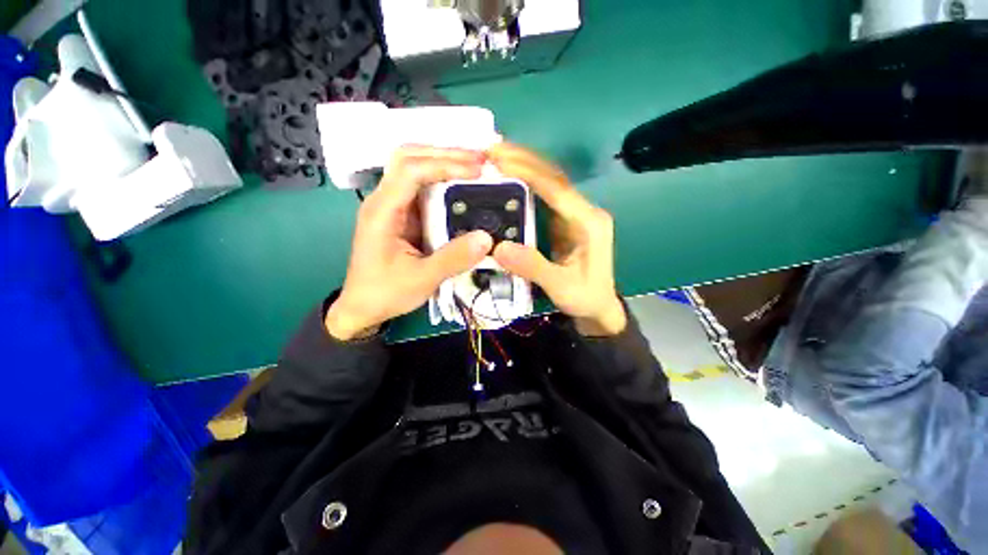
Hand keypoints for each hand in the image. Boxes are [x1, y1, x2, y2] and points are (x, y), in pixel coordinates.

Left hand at [326, 146, 493, 339]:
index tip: (477, 170)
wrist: (363, 307)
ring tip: (475, 166)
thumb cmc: (385, 292)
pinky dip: (443, 181)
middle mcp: (384, 200)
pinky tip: (462, 186)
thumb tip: (487, 238)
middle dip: (445, 153)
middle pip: (409, 157)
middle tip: (479, 159)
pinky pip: (422, 189)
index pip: (410, 170)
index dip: (445, 164)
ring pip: (415, 168)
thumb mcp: (422, 279)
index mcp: (382, 211)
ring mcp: (393, 206)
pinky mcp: (402, 215)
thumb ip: (453, 259)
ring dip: (444, 163)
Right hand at [489, 143, 626, 335]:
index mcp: (588, 222)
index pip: (557, 188)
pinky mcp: (565, 221)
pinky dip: (526, 183)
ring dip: (524, 166)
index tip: (499, 160)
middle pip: (554, 177)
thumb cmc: (584, 297)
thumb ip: (532, 266)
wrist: (598, 306)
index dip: (528, 171)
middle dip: (524, 159)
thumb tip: (499, 246)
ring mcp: (575, 214)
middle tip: (492, 149)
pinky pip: (544, 196)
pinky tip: (508, 179)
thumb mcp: (560, 286)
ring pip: (549, 182)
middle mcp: (584, 210)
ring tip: (496, 156)